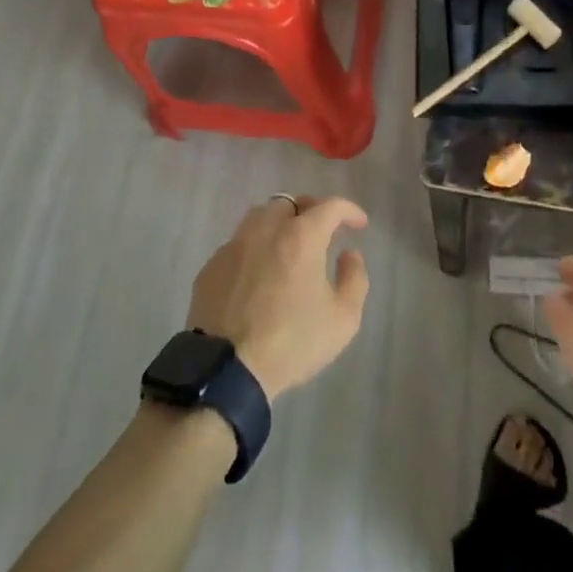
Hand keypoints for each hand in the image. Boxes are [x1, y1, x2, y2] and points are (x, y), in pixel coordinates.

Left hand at [185, 196, 369, 400]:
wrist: (228, 368)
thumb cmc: (292, 342)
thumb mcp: (342, 319)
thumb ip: (354, 279)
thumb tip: (349, 254)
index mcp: (301, 236)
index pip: (330, 206)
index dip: (349, 210)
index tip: (359, 223)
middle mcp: (267, 228)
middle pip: (291, 203)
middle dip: (311, 210)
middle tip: (322, 230)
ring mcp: (235, 244)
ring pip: (261, 216)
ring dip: (280, 222)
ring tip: (289, 243)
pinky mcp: (213, 264)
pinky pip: (239, 243)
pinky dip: (255, 248)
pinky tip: (259, 271)